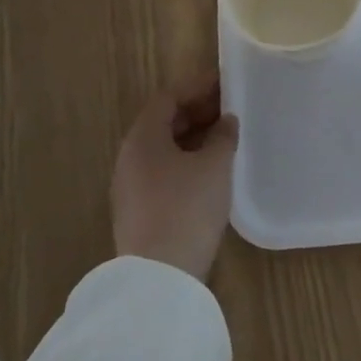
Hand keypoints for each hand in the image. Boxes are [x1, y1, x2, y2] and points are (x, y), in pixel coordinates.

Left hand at [112, 73, 239, 282]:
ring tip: (225, 138)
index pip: (168, 97)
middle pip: (162, 122)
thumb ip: (223, 136)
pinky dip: (186, 161)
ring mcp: (130, 186)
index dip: (197, 87)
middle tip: (230, 109)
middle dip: (196, 111)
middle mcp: (130, 156)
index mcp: (143, 137)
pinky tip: (210, 171)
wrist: (159, 276)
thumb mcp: (215, 166)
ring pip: (163, 149)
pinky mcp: (138, 210)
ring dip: (192, 137)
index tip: (225, 83)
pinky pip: (163, 171)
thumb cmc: (188, 207)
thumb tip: (226, 121)